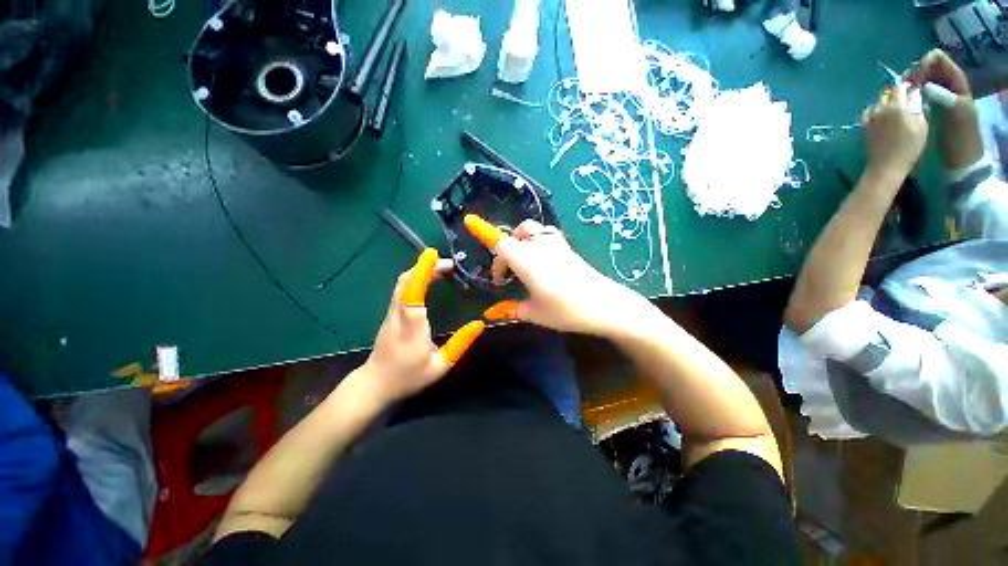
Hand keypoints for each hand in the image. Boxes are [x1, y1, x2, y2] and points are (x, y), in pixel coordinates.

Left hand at [362, 249, 484, 403]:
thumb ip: (460, 344)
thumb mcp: (440, 366)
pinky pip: (402, 288)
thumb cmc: (409, 377)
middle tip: (450, 264)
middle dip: (426, 266)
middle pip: (405, 282)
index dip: (422, 272)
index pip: (413, 295)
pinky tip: (429, 278)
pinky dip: (416, 277)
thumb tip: (479, 324)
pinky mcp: (391, 312)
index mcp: (412, 328)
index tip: (433, 255)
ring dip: (421, 270)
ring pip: (402, 283)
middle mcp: (399, 315)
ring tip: (443, 267)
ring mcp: (392, 312)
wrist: (375, 384)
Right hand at [474, 218, 647, 335]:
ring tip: (523, 262)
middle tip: (508, 272)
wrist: (605, 305)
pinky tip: (542, 261)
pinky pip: (548, 235)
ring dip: (523, 240)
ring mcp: (557, 246)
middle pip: (518, 232)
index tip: (482, 246)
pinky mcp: (569, 249)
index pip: (501, 243)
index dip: (488, 241)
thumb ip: (511, 310)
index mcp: (527, 261)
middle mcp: (541, 247)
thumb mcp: (535, 313)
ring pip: (534, 230)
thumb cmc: (566, 310)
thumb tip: (491, 314)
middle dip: (506, 247)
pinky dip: (538, 241)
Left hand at [862, 85, 928, 176]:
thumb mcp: (921, 126)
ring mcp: (870, 117)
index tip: (913, 89)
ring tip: (895, 110)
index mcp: (897, 106)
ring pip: (879, 102)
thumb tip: (914, 95)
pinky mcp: (864, 126)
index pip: (900, 87)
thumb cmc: (909, 148)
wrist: (886, 166)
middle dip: (897, 93)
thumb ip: (917, 107)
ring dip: (887, 102)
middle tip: (906, 101)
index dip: (907, 86)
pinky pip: (869, 112)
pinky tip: (883, 117)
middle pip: (888, 93)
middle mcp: (881, 108)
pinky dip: (876, 111)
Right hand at [907, 49, 983, 169]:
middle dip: (914, 73)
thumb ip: (943, 96)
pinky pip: (919, 93)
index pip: (938, 58)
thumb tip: (923, 84)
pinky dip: (910, 95)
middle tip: (903, 88)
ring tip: (900, 96)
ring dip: (910, 84)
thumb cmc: (961, 139)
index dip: (924, 64)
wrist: (962, 160)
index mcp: (957, 81)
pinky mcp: (931, 107)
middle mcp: (948, 84)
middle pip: (928, 67)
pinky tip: (903, 103)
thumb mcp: (957, 115)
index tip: (913, 78)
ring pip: (922, 79)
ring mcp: (939, 96)